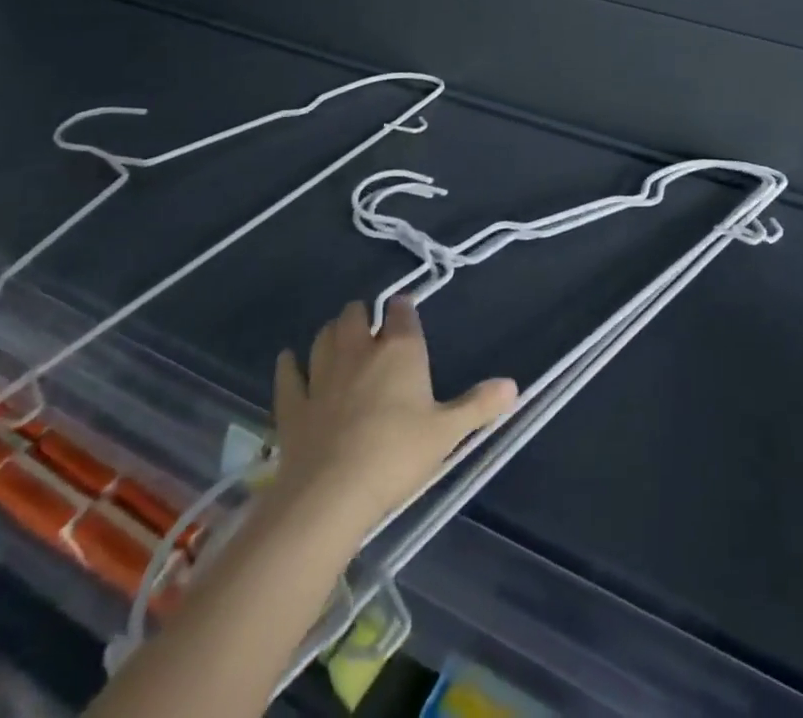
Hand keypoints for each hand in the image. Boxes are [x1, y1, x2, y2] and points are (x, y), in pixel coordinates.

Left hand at [267, 298, 517, 538]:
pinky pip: (288, 376)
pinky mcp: (293, 405)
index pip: (401, 312)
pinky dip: (288, 365)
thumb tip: (513, 385)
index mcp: (400, 350)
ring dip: (330, 333)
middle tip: (369, 326)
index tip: (405, 310)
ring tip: (336, 337)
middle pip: (354, 315)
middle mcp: (359, 351)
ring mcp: (322, 376)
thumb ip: (479, 406)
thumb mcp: (447, 433)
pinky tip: (288, 360)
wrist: (330, 495)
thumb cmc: (397, 455)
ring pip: (322, 338)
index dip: (403, 308)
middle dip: (361, 314)